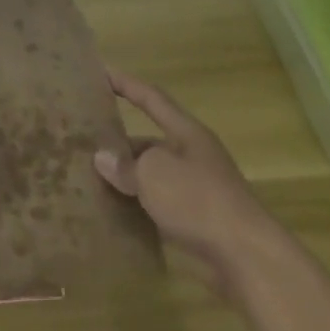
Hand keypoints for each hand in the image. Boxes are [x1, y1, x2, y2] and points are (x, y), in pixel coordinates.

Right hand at [93, 68, 285, 293]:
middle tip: (83, 143)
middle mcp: (192, 157)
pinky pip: (157, 207)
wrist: (246, 258)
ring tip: (89, 180)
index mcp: (186, 134)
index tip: (101, 73)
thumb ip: (124, 165)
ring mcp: (196, 191)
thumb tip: (103, 159)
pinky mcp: (195, 222)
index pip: (151, 99)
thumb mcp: (153, 173)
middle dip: (118, 143)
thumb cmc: (198, 200)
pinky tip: (112, 215)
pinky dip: (136, 208)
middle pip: (149, 142)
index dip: (126, 84)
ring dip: (126, 179)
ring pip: (151, 177)